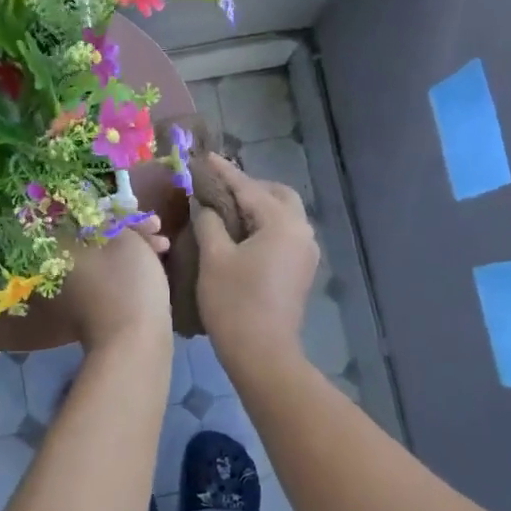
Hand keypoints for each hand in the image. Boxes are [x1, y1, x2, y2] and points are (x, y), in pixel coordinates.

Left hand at [61, 215, 172, 351]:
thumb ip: (114, 220)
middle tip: (158, 227)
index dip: (113, 210)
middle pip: (97, 236)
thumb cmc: (128, 284)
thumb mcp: (126, 239)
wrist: (134, 343)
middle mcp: (65, 269)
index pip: (82, 217)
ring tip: (165, 247)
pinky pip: (114, 277)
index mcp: (63, 250)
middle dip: (130, 229)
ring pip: (109, 257)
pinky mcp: (98, 308)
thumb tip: (103, 216)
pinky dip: (133, 268)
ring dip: (137, 247)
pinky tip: (158, 265)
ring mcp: (80, 292)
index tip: (138, 210)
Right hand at [191, 155, 317, 372]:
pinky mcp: (302, 270)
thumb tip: (204, 205)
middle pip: (278, 195)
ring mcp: (306, 252)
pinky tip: (241, 234)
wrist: (263, 353)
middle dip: (250, 187)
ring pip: (284, 215)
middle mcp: (302, 231)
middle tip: (219, 189)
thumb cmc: (234, 302)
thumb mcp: (214, 258)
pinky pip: (284, 234)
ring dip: (259, 207)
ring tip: (226, 210)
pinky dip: (265, 225)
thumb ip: (209, 222)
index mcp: (282, 223)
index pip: (249, 188)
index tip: (205, 157)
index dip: (224, 172)